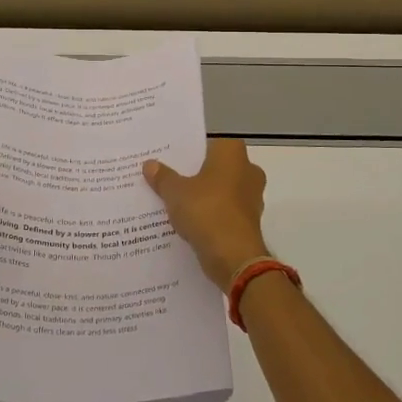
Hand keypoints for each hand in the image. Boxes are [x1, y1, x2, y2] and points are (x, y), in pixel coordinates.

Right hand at [144, 139, 269, 288]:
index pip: (208, 143)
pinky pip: (223, 210)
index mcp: (233, 154)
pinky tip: (187, 221)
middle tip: (167, 178)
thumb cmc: (206, 211)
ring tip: (173, 201)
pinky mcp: (248, 221)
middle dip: (194, 173)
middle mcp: (248, 170)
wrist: (234, 257)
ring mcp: (251, 197)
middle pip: (214, 167)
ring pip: (219, 190)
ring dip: (202, 196)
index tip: (168, 158)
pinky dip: (209, 214)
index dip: (187, 151)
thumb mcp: (175, 192)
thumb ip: (163, 177)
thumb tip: (149, 164)